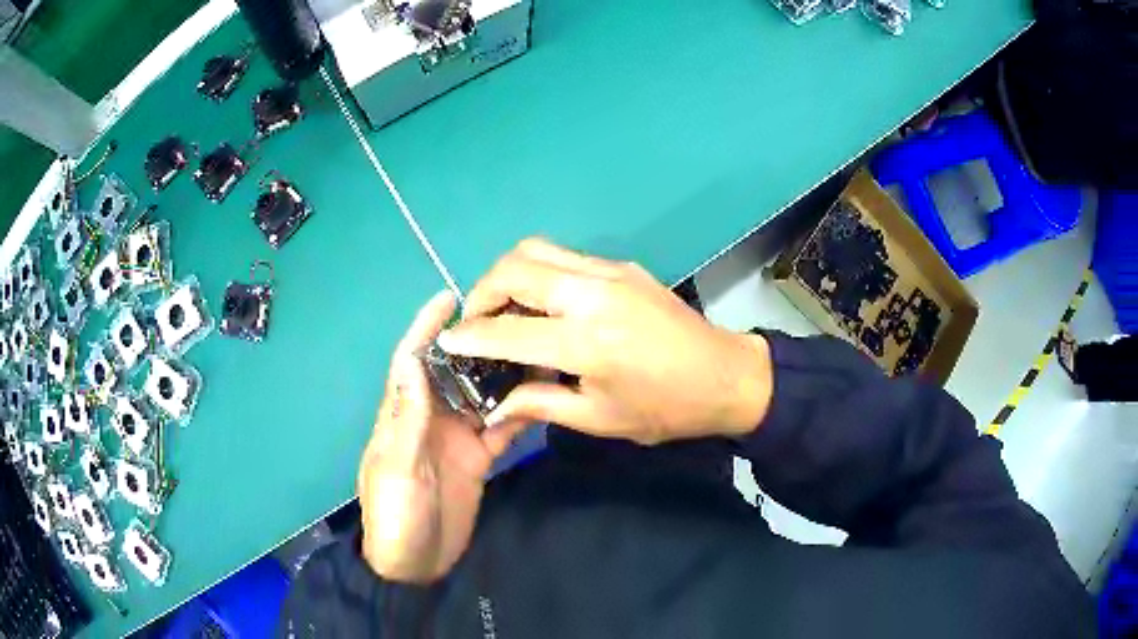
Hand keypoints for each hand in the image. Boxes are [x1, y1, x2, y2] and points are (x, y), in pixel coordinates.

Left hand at [358, 292, 524, 583]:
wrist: (416, 565)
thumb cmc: (395, 516)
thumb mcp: (396, 468)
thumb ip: (406, 419)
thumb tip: (413, 360)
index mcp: (402, 415)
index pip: (412, 361)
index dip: (426, 327)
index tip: (449, 297)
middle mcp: (430, 419)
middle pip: (453, 371)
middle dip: (476, 344)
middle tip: (510, 318)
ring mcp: (457, 438)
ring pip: (481, 395)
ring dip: (503, 375)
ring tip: (534, 350)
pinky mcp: (478, 459)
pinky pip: (501, 428)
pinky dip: (518, 413)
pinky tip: (541, 397)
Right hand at [437, 239, 773, 445]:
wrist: (726, 376)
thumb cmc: (665, 409)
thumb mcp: (600, 418)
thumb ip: (541, 403)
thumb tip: (495, 406)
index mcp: (586, 342)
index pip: (507, 332)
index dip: (469, 336)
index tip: (446, 341)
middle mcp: (592, 294)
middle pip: (515, 267)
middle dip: (482, 292)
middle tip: (477, 323)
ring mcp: (609, 272)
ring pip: (537, 250)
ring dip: (508, 274)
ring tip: (504, 308)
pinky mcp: (622, 266)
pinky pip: (564, 257)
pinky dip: (539, 273)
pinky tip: (543, 305)